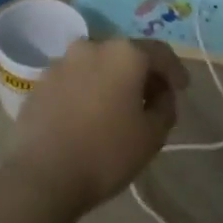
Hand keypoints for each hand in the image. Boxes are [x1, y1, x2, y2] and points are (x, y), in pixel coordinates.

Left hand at [11, 38, 187, 215]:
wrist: (42, 175)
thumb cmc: (106, 153)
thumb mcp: (153, 135)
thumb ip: (165, 106)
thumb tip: (161, 93)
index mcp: (124, 54)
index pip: (159, 52)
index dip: (174, 70)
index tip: (182, 88)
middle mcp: (92, 47)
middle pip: (126, 55)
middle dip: (141, 74)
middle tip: (151, 99)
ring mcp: (61, 62)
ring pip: (96, 66)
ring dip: (110, 81)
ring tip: (116, 108)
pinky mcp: (40, 82)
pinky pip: (73, 80)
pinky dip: (85, 91)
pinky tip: (87, 116)